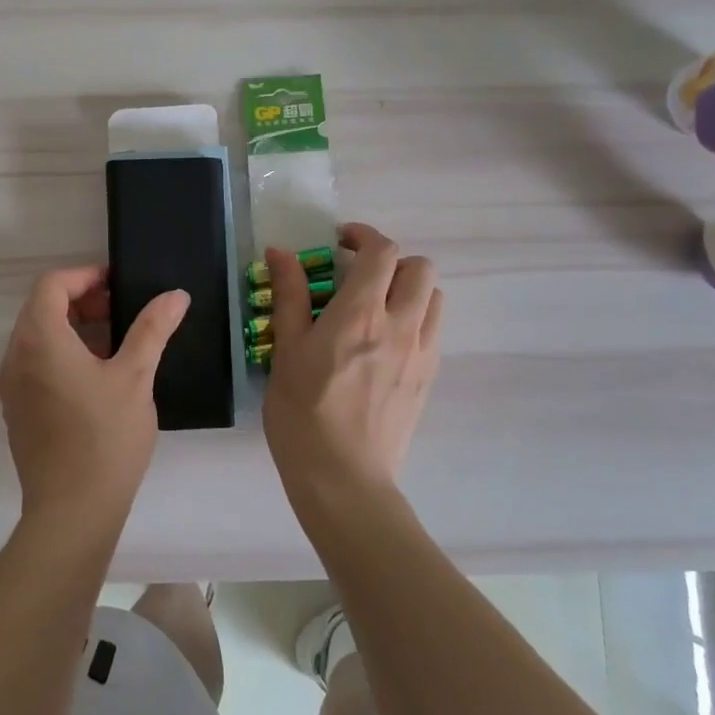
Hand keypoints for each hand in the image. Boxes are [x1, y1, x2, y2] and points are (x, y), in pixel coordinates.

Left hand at [0, 266, 190, 524]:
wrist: (72, 511)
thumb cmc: (105, 438)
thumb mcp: (135, 377)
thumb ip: (152, 329)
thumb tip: (176, 295)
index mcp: (40, 340)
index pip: (51, 285)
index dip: (84, 276)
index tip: (117, 285)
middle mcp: (15, 357)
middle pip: (41, 309)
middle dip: (81, 301)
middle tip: (121, 311)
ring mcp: (11, 387)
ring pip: (37, 338)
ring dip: (72, 328)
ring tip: (115, 342)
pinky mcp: (17, 411)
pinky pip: (34, 364)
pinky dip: (61, 354)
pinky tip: (96, 377)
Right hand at [261, 223, 442, 505]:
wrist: (343, 478)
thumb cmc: (302, 412)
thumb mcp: (287, 350)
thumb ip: (290, 296)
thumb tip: (280, 252)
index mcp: (362, 313)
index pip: (382, 251)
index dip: (363, 236)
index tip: (339, 243)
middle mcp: (401, 325)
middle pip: (420, 268)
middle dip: (391, 261)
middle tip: (357, 276)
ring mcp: (421, 353)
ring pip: (433, 298)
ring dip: (408, 289)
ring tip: (375, 307)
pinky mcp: (428, 379)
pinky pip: (433, 331)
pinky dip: (414, 319)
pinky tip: (383, 343)